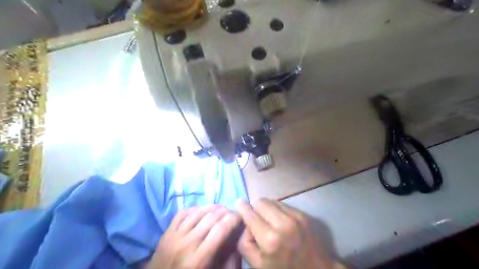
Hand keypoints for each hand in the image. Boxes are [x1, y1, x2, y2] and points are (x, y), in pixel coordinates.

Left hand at [148, 205, 240, 267]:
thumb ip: (229, 260)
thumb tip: (238, 237)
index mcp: (199, 259)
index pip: (221, 229)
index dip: (234, 219)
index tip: (241, 216)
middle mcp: (186, 244)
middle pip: (211, 218)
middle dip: (226, 212)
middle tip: (233, 213)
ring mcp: (174, 236)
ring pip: (197, 212)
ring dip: (213, 207)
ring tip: (221, 209)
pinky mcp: (166, 232)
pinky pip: (183, 213)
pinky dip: (195, 208)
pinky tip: (203, 210)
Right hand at [236, 199, 345, 268]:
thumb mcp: (258, 265)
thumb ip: (244, 243)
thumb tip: (244, 223)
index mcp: (270, 239)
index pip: (250, 213)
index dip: (242, 207)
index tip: (238, 203)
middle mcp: (283, 223)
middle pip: (260, 201)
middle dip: (255, 208)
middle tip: (256, 219)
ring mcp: (295, 217)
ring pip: (271, 200)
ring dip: (266, 208)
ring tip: (269, 220)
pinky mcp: (303, 214)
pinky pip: (282, 204)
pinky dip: (277, 210)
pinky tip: (280, 221)